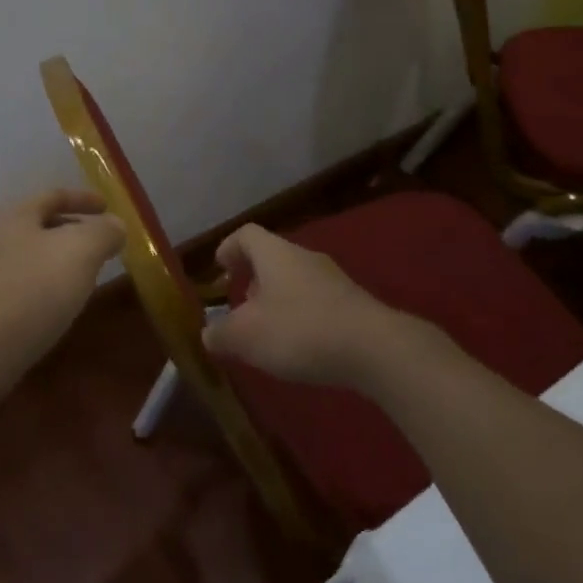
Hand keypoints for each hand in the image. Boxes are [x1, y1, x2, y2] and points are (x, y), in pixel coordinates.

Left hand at [0, 189, 122, 399]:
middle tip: (100, 245)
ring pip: (28, 256)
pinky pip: (19, 286)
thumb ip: (104, 232)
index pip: (54, 195)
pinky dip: (42, 287)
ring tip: (84, 276)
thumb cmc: (31, 292)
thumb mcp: (80, 252)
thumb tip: (114, 225)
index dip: (84, 198)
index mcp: (13, 214)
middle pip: (38, 224)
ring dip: (57, 261)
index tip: (108, 207)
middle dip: (71, 230)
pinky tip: (56, 307)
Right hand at [202, 224, 400, 387]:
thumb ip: (220, 333)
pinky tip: (300, 346)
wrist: (374, 348)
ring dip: (277, 299)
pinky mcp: (353, 303)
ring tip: (268, 331)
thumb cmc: (300, 330)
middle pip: (272, 257)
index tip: (219, 268)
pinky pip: (316, 301)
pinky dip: (301, 316)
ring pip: (295, 280)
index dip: (229, 248)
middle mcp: (304, 256)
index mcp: (275, 253)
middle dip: (253, 279)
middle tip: (240, 306)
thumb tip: (208, 333)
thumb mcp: (246, 337)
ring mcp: (333, 278)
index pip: (246, 234)